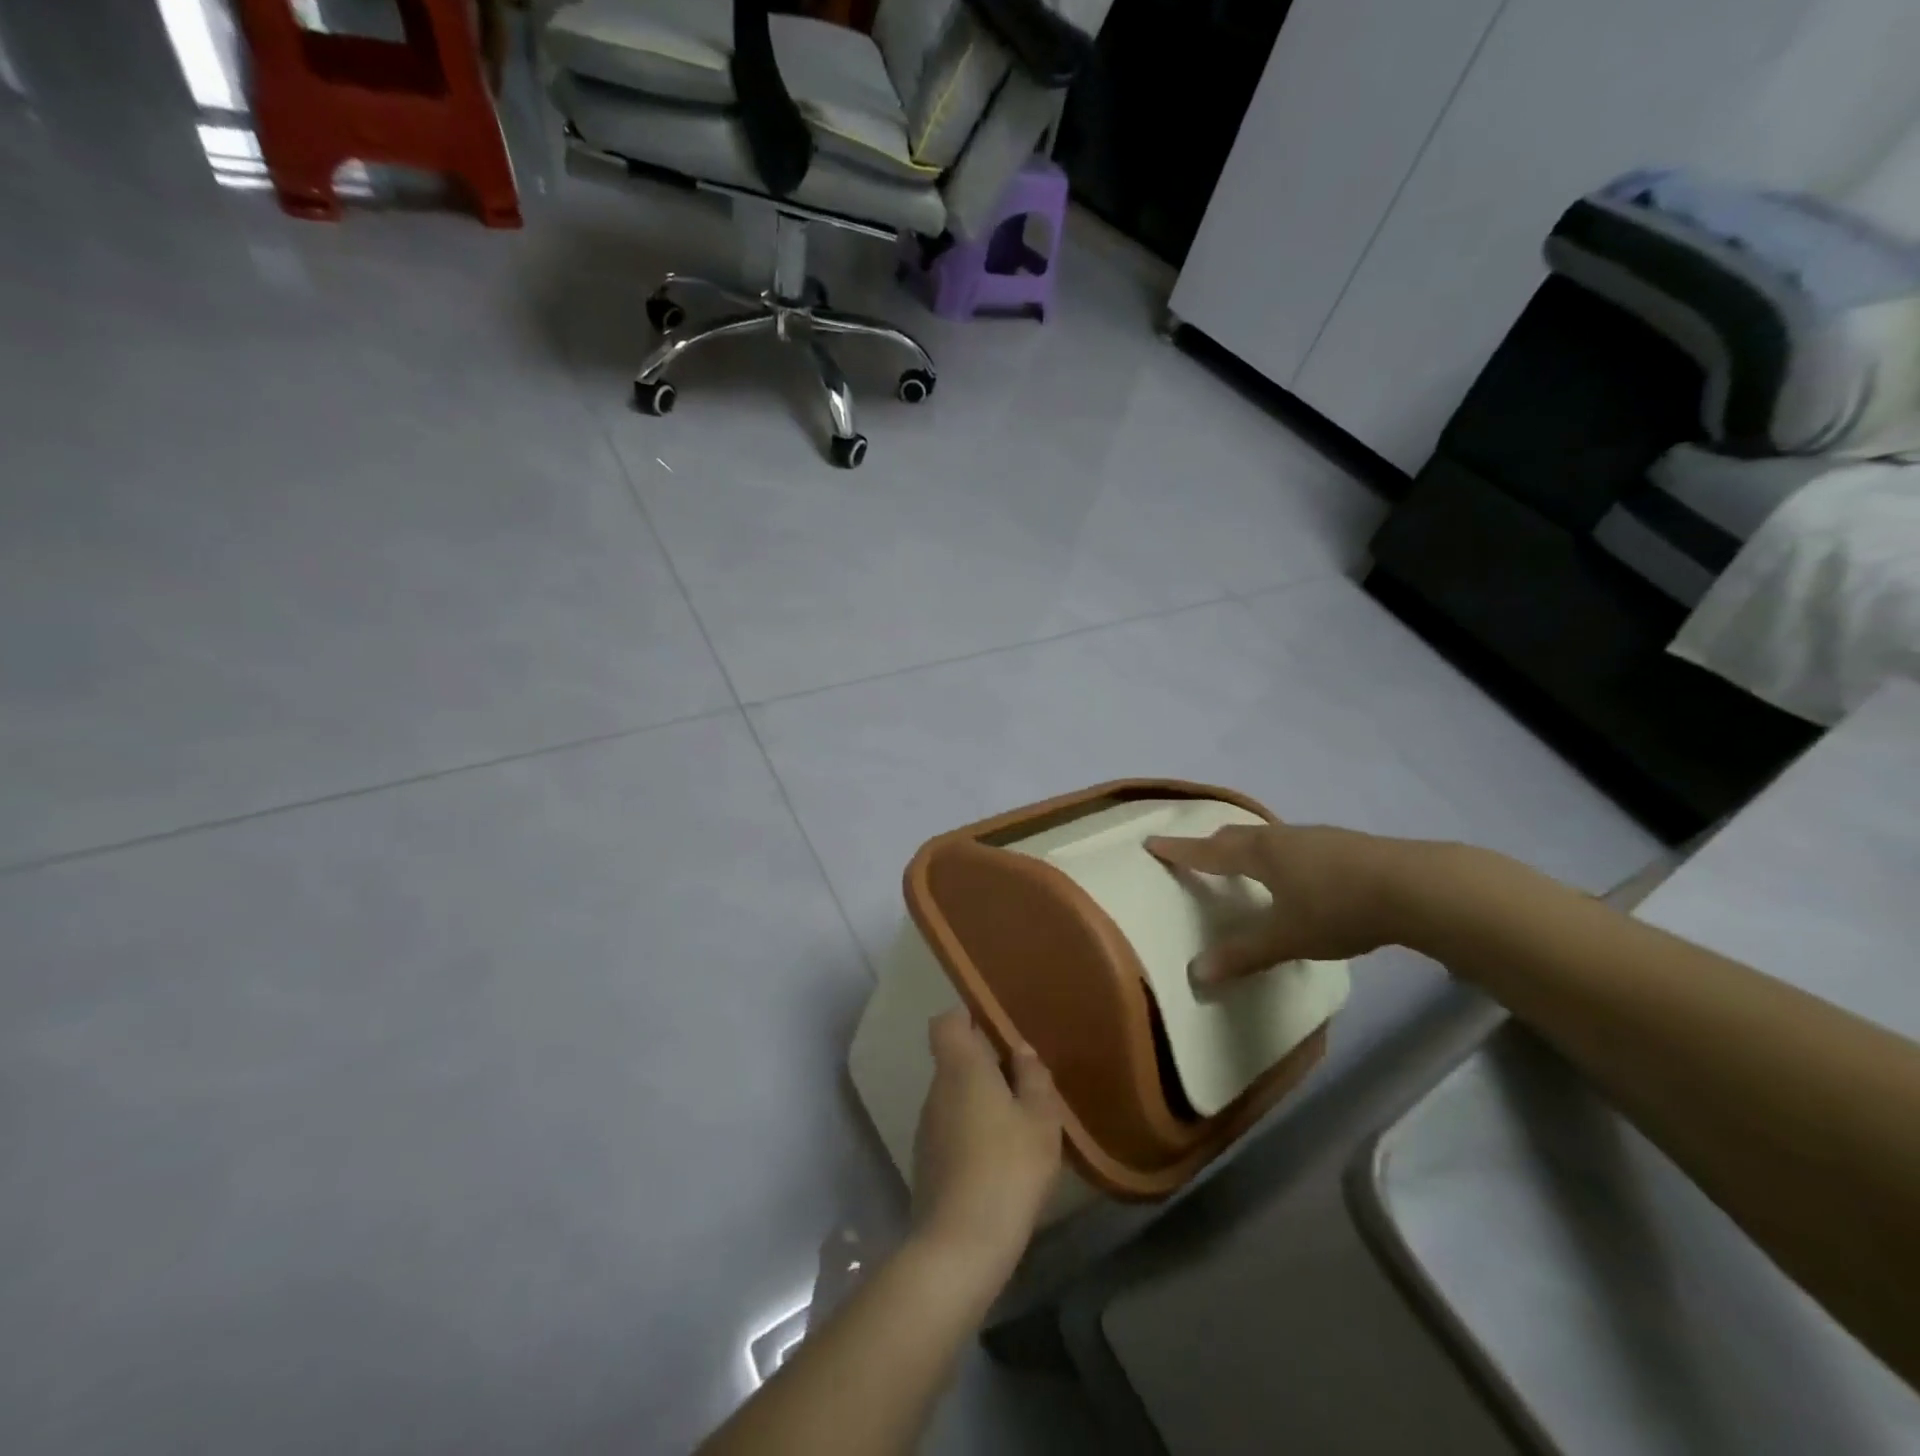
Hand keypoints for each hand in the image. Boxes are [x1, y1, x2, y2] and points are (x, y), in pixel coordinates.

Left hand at [910, 1010, 1063, 1281]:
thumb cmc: (1008, 1167)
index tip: (996, 1030)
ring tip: (1019, 1127)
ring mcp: (927, 1128)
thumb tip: (1020, 1050)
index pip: (947, 1022)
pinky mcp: (927, 1163)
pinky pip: (952, 1130)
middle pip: (955, 1061)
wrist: (961, 1244)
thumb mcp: (1040, 1118)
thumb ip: (1033, 1077)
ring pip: (954, 1098)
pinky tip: (1001, 1163)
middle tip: (1025, 1085)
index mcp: (960, 1067)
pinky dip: (973, 1135)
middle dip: (986, 1066)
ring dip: (981, 1104)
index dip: (967, 1018)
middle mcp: (936, 1090)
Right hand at [1145, 822, 1411, 987]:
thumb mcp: (1287, 938)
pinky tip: (1295, 872)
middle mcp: (1282, 838)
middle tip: (1195, 852)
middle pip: (1236, 836)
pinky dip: (1278, 854)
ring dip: (1247, 847)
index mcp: (1259, 854)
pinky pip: (1294, 845)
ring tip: (1242, 861)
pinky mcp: (1344, 845)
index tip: (1152, 842)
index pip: (1208, 851)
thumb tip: (1197, 974)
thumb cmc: (1338, 908)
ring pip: (1268, 838)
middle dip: (1211, 844)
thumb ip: (1243, 954)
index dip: (1179, 850)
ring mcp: (1316, 838)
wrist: (1416, 886)